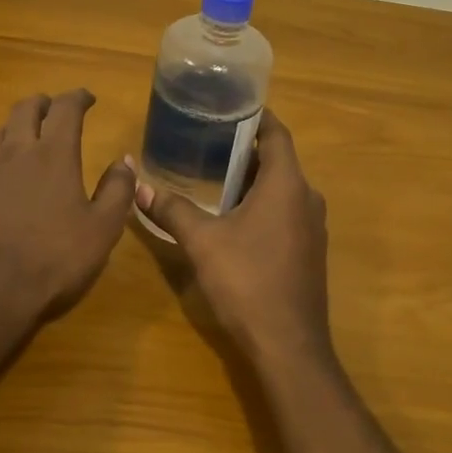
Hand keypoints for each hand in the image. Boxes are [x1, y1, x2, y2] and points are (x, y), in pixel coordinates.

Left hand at [0, 89, 136, 328]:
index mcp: (54, 155)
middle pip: (25, 109)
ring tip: (27, 136)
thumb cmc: (55, 258)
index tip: (88, 98)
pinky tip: (3, 177)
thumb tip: (124, 161)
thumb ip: (117, 190)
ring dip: (16, 126)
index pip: (66, 109)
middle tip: (56, 110)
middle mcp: (16, 153)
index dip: (78, 97)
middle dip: (44, 103)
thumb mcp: (103, 228)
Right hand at [134, 110, 330, 367]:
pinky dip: (265, 203)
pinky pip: (287, 211)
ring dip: (255, 179)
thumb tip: (138, 186)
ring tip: (217, 175)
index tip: (229, 107)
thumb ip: (172, 210)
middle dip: (248, 149)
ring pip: (284, 188)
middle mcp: (307, 198)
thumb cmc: (247, 281)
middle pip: (280, 160)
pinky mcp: (310, 250)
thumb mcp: (202, 242)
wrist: (288, 345)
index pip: (277, 134)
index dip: (256, 116)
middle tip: (210, 141)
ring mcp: (313, 226)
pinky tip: (236, 217)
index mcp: (287, 184)